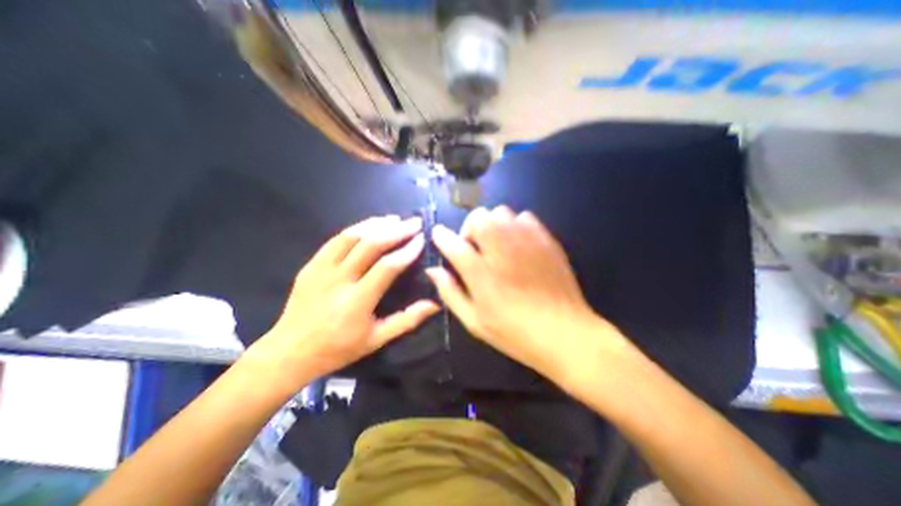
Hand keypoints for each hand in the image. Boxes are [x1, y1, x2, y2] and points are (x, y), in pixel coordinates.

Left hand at [249, 214, 441, 386]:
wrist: (290, 352)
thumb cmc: (339, 348)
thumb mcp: (378, 339)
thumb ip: (408, 319)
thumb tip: (435, 304)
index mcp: (357, 301)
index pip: (387, 267)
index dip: (407, 250)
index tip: (421, 239)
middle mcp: (339, 280)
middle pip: (370, 245)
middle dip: (397, 230)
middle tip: (414, 222)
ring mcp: (321, 270)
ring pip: (352, 237)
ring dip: (376, 224)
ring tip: (395, 219)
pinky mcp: (311, 265)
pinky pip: (335, 240)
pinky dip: (356, 229)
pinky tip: (369, 226)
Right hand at [426, 207, 627, 380]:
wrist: (565, 334)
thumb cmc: (514, 333)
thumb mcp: (474, 321)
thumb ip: (450, 292)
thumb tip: (434, 270)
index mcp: (481, 274)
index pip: (453, 244)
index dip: (441, 236)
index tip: (438, 235)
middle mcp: (501, 250)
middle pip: (478, 217)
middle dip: (470, 229)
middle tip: (475, 249)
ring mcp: (526, 242)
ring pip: (501, 212)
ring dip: (492, 225)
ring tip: (497, 245)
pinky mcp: (546, 240)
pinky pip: (525, 217)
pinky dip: (515, 225)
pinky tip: (519, 245)